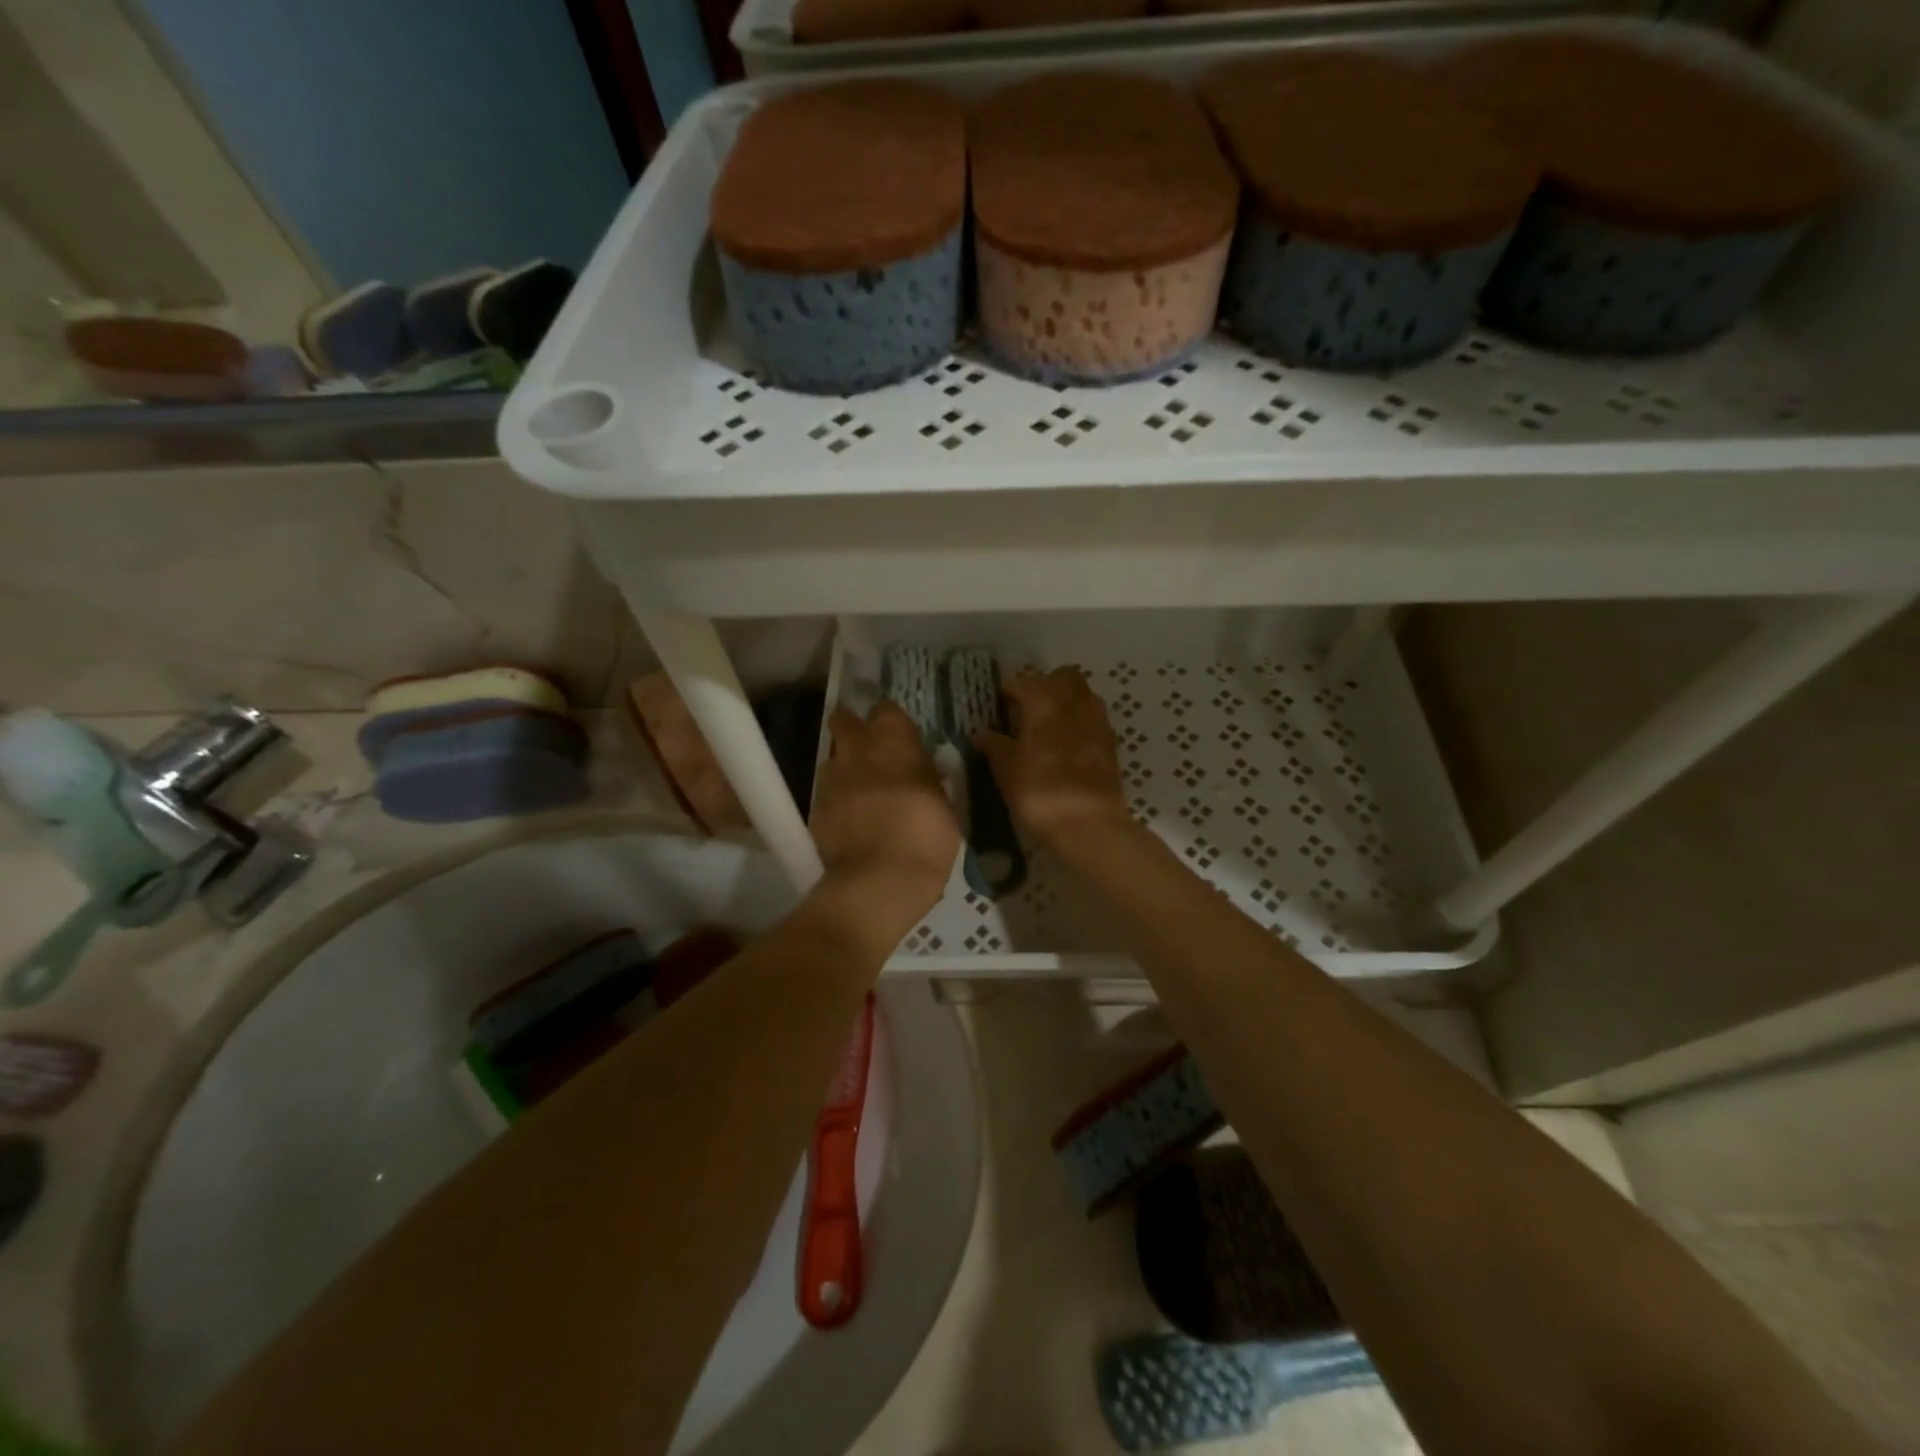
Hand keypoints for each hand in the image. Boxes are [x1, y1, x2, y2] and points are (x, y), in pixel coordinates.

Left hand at [809, 700, 959, 944]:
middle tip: (868, 747)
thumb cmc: (926, 839)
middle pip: (844, 721)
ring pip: (833, 758)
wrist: (879, 881)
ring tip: (859, 790)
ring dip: (844, 767)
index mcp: (896, 742)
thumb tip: (925, 774)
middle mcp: (858, 750)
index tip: (897, 735)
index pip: (886, 710)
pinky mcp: (814, 807)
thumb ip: (929, 782)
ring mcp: (831, 778)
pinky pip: (826, 793)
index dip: (889, 721)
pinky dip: (836, 800)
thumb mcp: (945, 807)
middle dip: (852, 727)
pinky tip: (849, 820)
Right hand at [976, 668, 1133, 847]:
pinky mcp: (1111, 744)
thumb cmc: (1040, 791)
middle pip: (1063, 677)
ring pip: (1083, 695)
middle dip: (1045, 685)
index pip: (1024, 681)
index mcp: (1045, 702)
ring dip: (1066, 701)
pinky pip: (1094, 719)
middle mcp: (1075, 703)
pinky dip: (1080, 723)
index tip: (998, 704)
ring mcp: (1098, 722)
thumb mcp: (1006, 770)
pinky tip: (1067, 745)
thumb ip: (994, 745)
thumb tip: (982, 733)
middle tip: (1027, 708)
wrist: (1090, 824)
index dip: (1009, 690)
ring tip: (1048, 726)